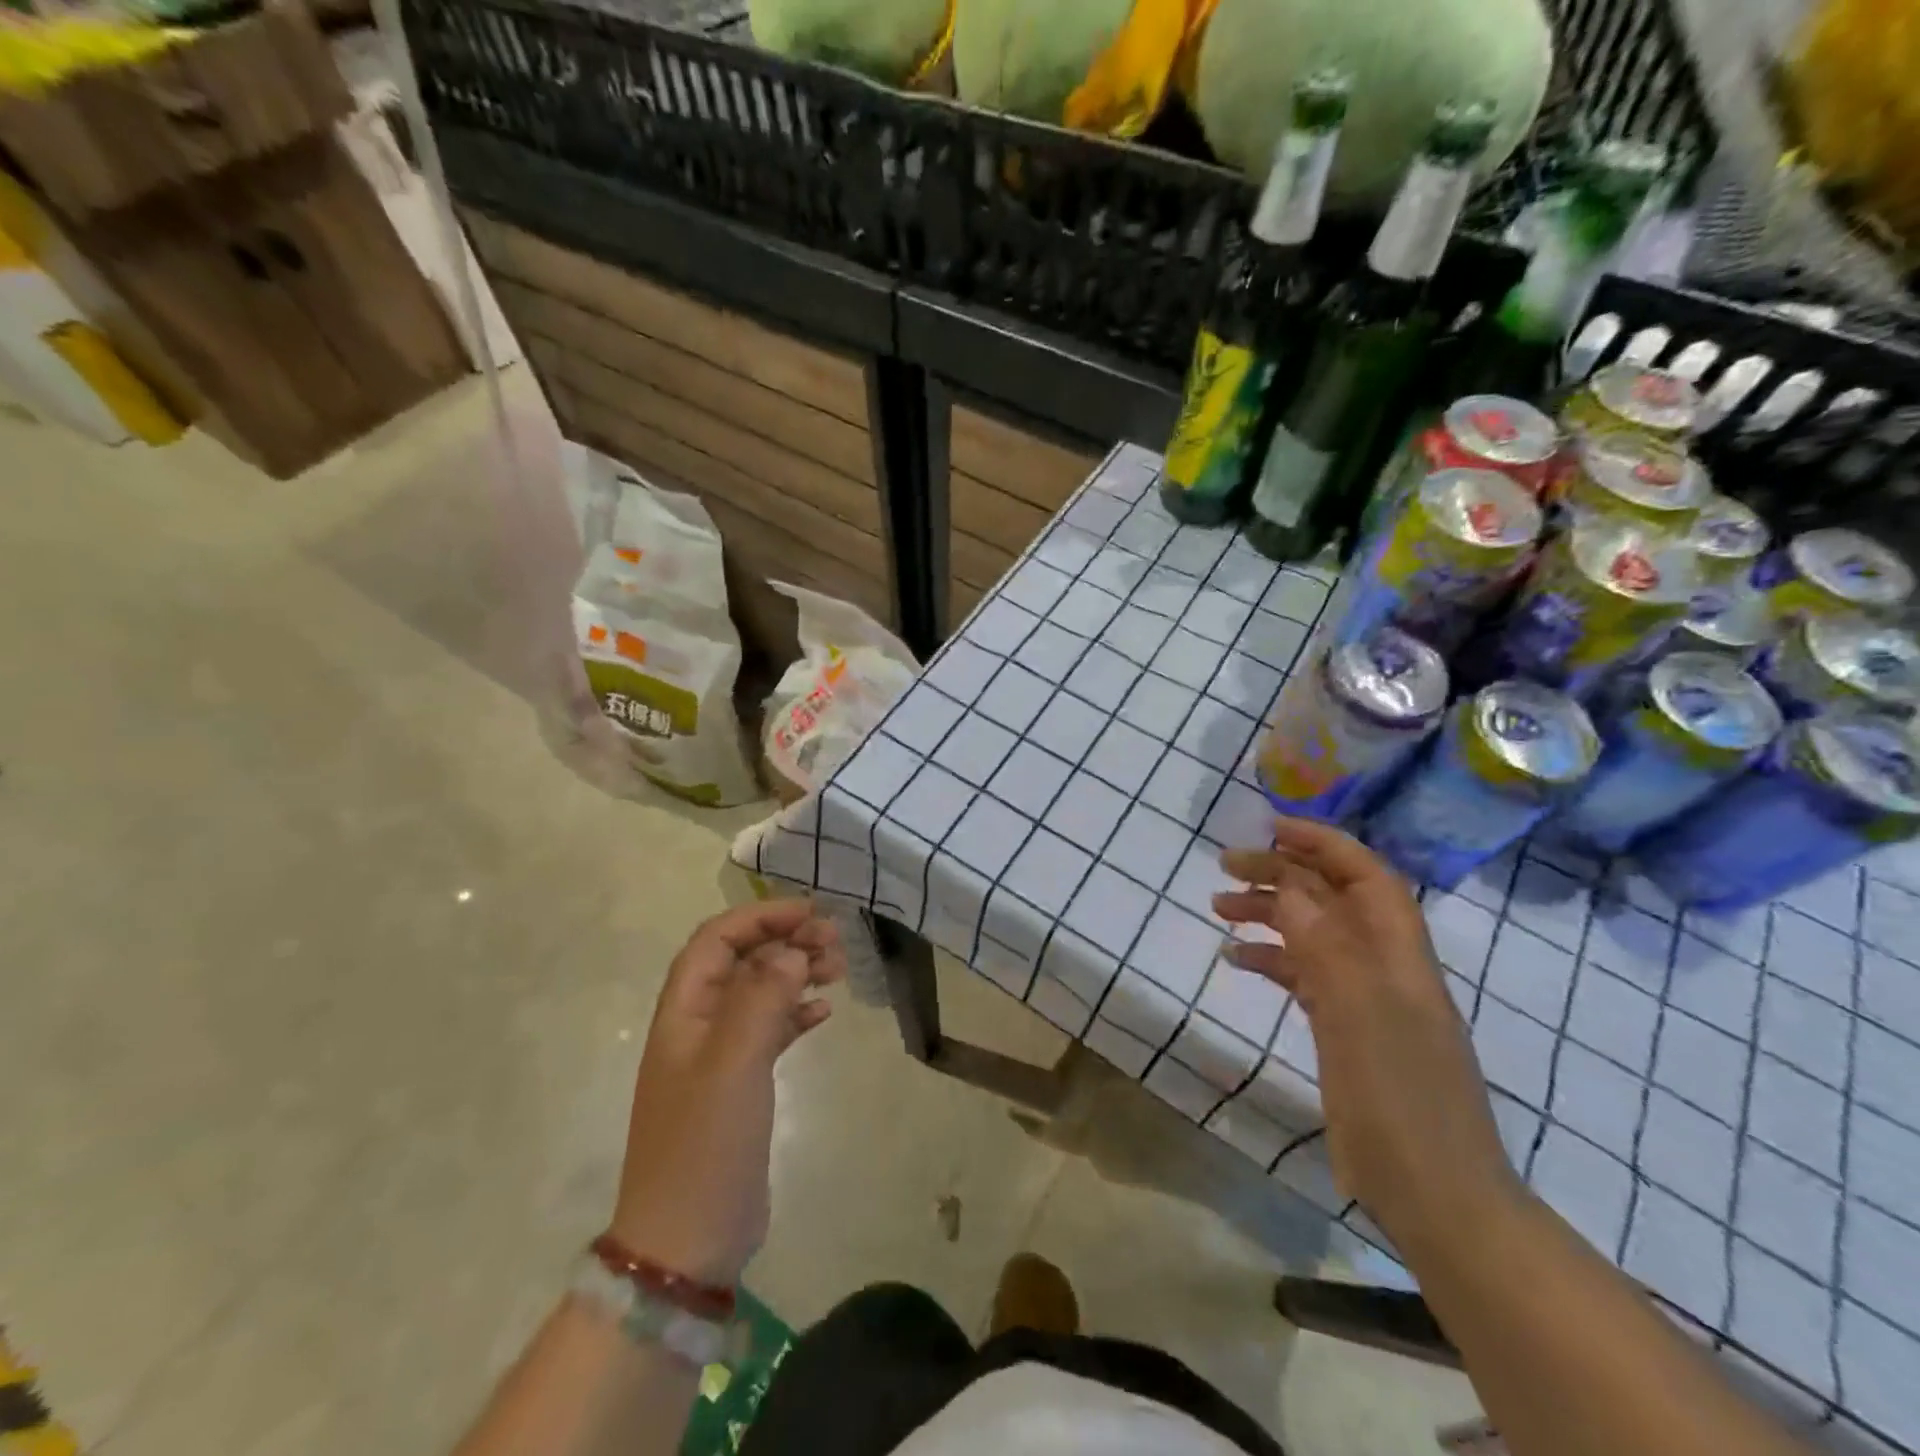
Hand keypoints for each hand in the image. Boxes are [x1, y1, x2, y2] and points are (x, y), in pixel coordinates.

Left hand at [609, 900, 844, 1286]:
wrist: (687, 1242)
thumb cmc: (704, 1145)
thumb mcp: (733, 1064)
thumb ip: (762, 998)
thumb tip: (792, 951)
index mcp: (683, 1011)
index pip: (717, 940)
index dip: (761, 918)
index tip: (810, 913)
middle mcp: (698, 1025)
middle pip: (742, 961)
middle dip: (786, 941)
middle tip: (835, 942)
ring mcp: (719, 1056)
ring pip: (760, 992)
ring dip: (796, 972)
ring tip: (839, 968)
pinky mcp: (741, 1085)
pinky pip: (771, 1030)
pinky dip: (797, 1012)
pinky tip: (824, 1011)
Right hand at [1212, 818, 1523, 1259]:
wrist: (1435, 1195)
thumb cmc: (1401, 1100)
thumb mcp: (1359, 1015)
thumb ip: (1325, 946)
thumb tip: (1290, 886)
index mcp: (1398, 954)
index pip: (1365, 875)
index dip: (1323, 843)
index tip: (1270, 827)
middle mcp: (1383, 966)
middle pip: (1332, 899)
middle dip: (1282, 873)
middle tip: (1225, 866)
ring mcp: (1365, 1000)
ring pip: (1313, 934)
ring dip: (1270, 914)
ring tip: (1219, 906)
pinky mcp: (1346, 1031)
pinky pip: (1304, 976)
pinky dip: (1271, 960)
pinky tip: (1236, 959)